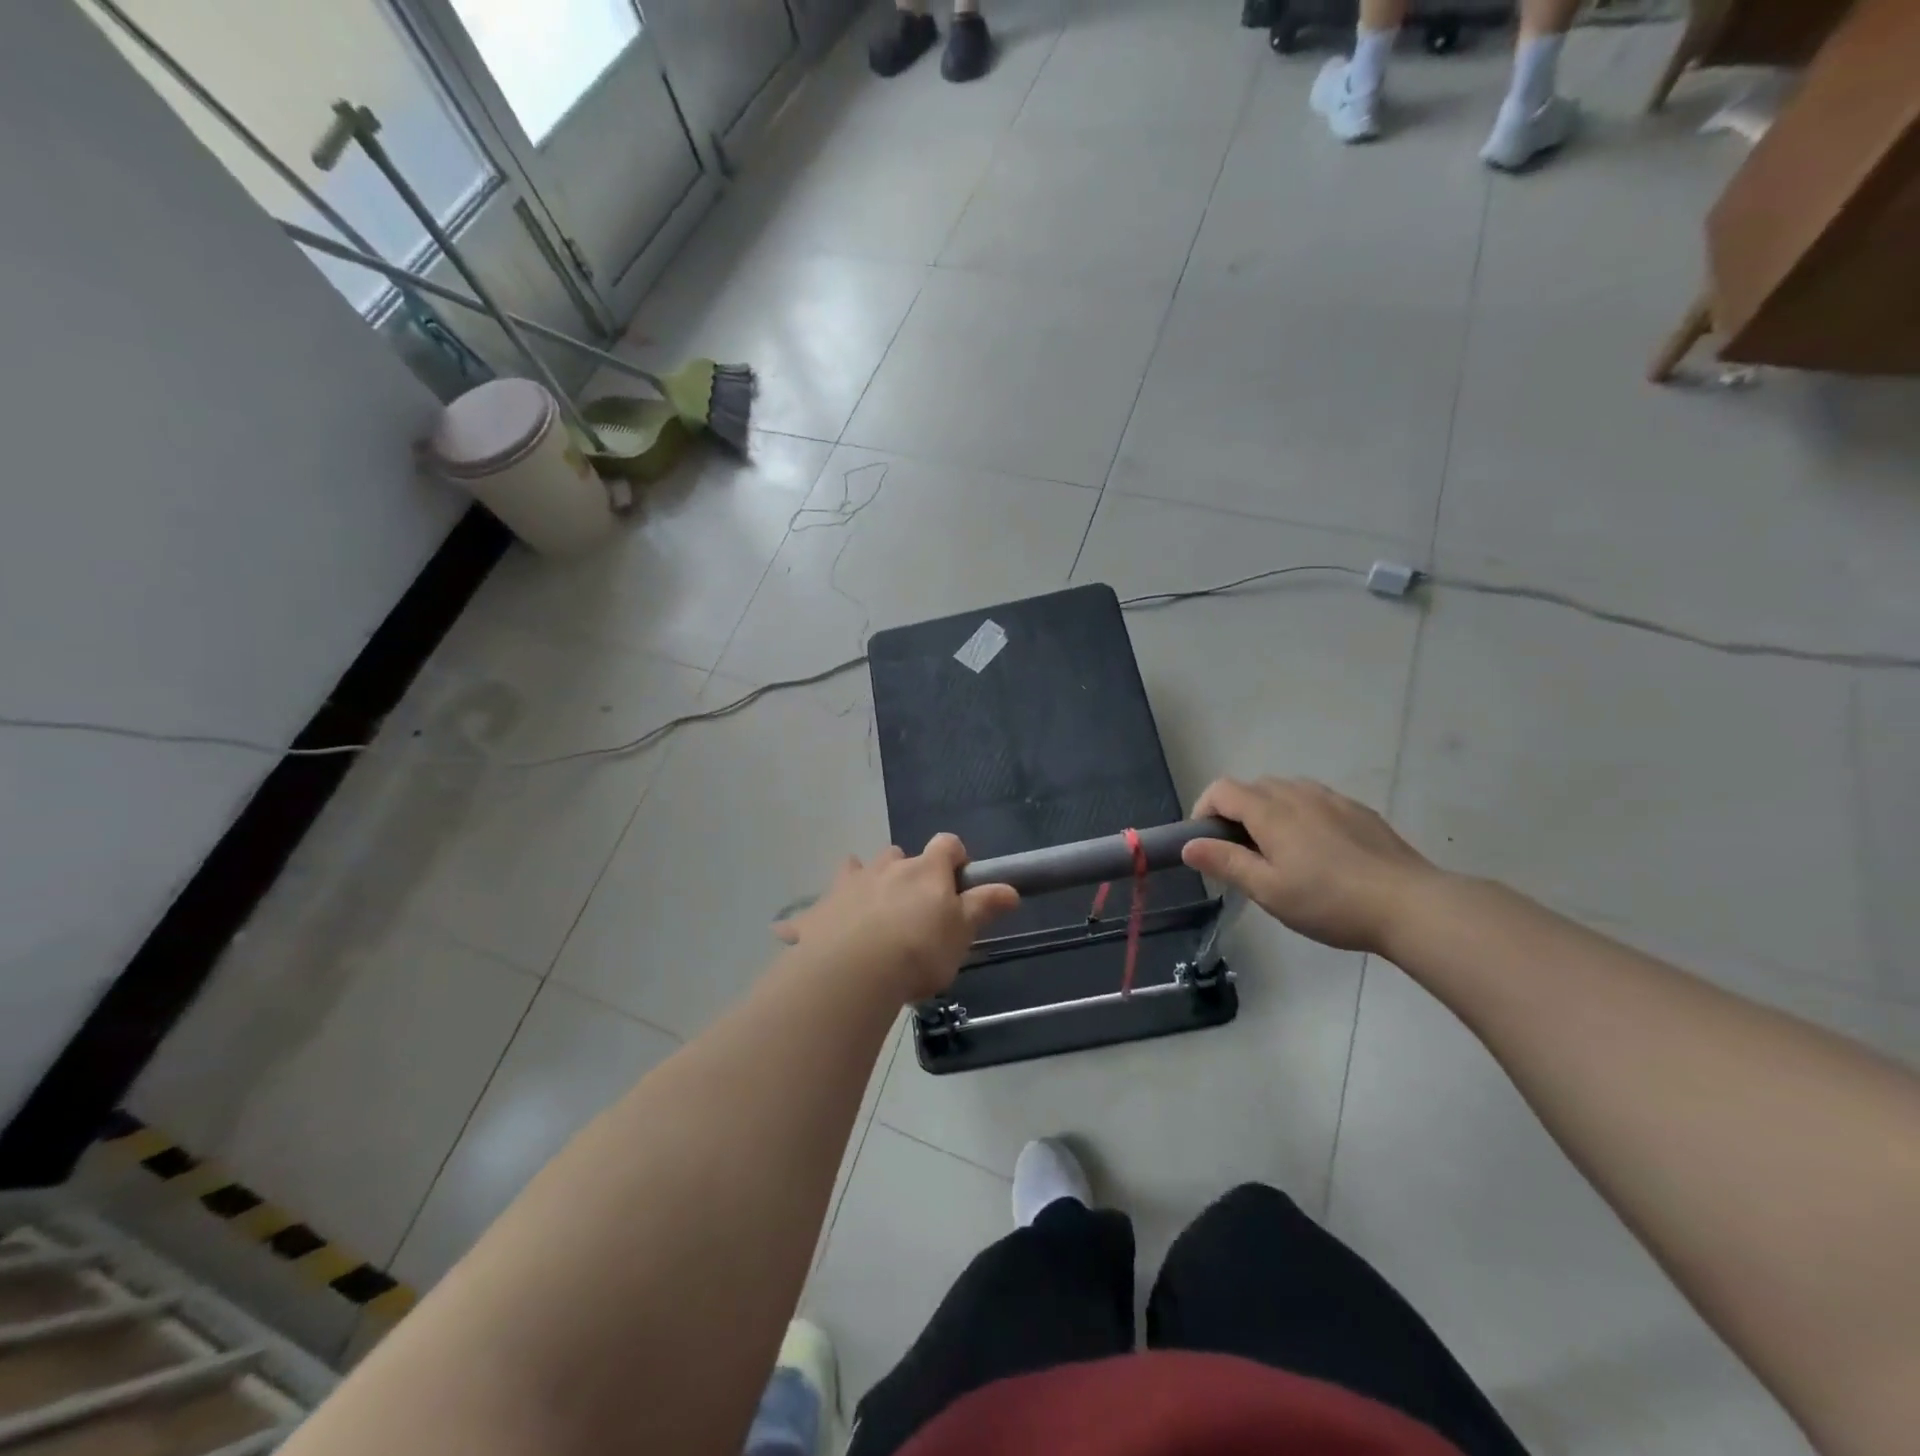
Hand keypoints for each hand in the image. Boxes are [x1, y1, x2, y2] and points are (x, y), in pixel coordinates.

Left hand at [773, 834, 1019, 1001]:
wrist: (853, 972)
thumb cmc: (918, 950)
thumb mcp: (962, 932)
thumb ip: (984, 906)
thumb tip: (1011, 888)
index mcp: (925, 871)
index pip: (947, 844)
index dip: (955, 856)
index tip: (958, 878)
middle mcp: (886, 868)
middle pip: (899, 855)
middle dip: (906, 872)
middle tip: (912, 906)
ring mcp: (848, 885)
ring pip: (857, 869)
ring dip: (865, 882)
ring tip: (869, 914)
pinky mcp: (818, 910)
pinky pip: (817, 908)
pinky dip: (822, 916)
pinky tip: (819, 937)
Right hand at [1181, 777, 1435, 953]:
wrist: (1410, 905)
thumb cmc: (1329, 901)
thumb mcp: (1268, 890)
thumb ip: (1225, 862)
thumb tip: (1189, 845)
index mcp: (1270, 812)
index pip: (1222, 790)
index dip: (1204, 809)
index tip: (1206, 843)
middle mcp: (1298, 794)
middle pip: (1253, 787)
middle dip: (1235, 812)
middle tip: (1241, 853)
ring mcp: (1332, 799)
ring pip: (1286, 790)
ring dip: (1269, 810)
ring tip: (1279, 850)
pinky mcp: (1358, 811)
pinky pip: (1316, 800)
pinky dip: (1301, 813)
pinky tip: (1318, 850)